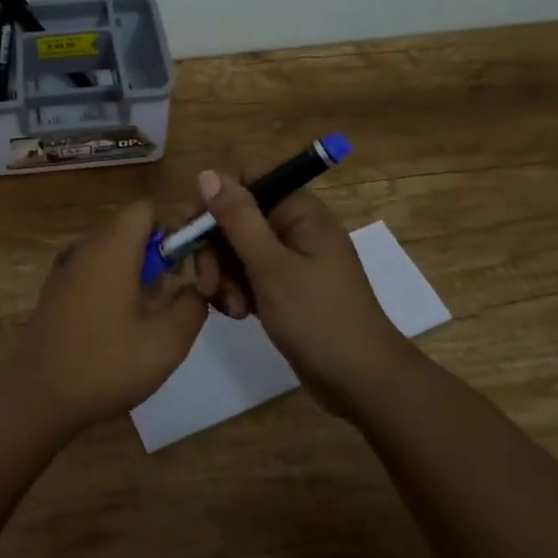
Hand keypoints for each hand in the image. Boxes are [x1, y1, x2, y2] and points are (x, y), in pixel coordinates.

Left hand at [6, 201, 208, 437]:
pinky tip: (117, 330)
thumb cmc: (106, 364)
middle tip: (171, 299)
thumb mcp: (167, 342)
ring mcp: (65, 270)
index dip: (171, 228)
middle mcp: (85, 249)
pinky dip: (112, 288)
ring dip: (136, 276)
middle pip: (130, 231)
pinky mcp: (55, 292)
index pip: (145, 208)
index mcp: (111, 249)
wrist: (37, 397)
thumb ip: (193, 305)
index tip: (184, 266)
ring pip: (112, 254)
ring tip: (147, 320)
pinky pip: (93, 273)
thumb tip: (196, 287)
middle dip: (157, 257)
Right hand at [190, 167, 410, 414]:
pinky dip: (236, 291)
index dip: (216, 196)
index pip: (248, 177)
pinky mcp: (284, 287)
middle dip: (215, 248)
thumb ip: (238, 219)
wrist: (362, 383)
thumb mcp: (271, 267)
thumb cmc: (319, 319)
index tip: (195, 228)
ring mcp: (290, 258)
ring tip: (230, 307)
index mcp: (299, 211)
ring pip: (236, 248)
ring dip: (223, 275)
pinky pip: (246, 274)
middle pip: (236, 216)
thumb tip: (208, 174)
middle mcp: (294, 226)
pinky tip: (237, 314)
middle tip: (208, 283)